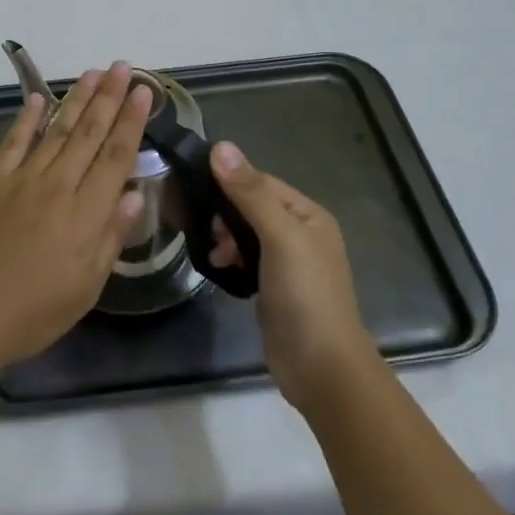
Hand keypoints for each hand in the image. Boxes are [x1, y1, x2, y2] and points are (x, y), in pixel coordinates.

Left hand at [0, 63, 151, 372]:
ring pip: (56, 129)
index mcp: (86, 213)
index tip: (143, 92)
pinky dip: (27, 118)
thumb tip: (136, 193)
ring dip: (76, 98)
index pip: (116, 156)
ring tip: (92, 73)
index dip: (132, 121)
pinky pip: (14, 141)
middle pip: (89, 133)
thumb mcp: (87, 287)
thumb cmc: (34, 311)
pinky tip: (38, 98)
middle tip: (122, 66)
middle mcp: (57, 186)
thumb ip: (112, 236)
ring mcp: (21, 179)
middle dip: (108, 97)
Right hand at [208, 142, 375, 414]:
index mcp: (309, 215)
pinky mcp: (274, 288)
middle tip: (202, 226)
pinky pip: (246, 259)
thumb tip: (221, 146)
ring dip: (224, 236)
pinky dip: (230, 258)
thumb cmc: (305, 295)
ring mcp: (288, 263)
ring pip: (246, 233)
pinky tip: (218, 267)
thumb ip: (250, 193)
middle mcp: (301, 233)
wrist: (321, 368)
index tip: (192, 187)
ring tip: (211, 251)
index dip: (229, 182)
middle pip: (252, 206)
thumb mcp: (279, 237)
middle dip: (224, 212)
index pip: (261, 182)